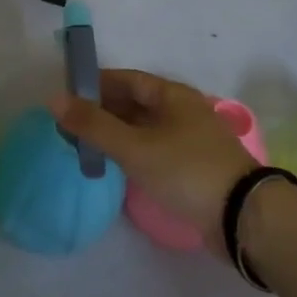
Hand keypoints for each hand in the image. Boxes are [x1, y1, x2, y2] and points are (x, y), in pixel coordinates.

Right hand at [49, 69, 250, 251]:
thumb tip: (53, 99)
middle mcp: (182, 111)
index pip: (126, 79)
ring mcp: (189, 140)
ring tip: (83, 145)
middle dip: (101, 110)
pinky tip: (113, 164)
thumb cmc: (186, 170)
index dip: (95, 83)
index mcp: (172, 95)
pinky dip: (130, 152)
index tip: (66, 94)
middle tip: (69, 124)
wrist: (243, 217)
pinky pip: (152, 150)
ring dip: (114, 133)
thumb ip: (93, 124)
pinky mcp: (192, 167)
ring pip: (143, 128)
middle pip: (134, 103)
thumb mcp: (134, 147)